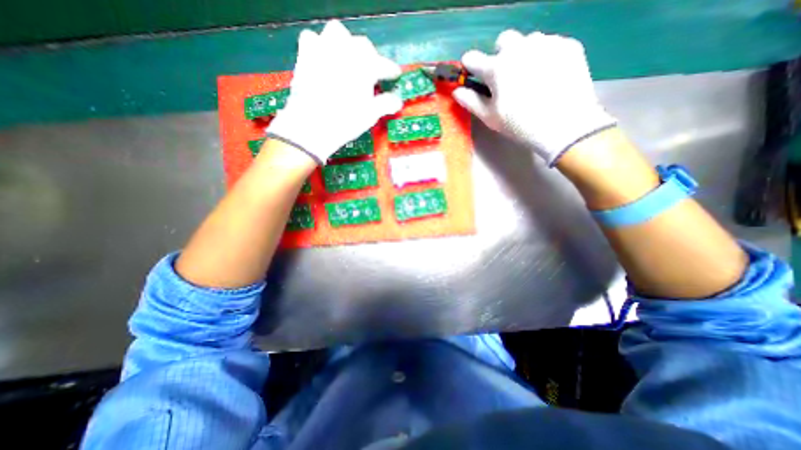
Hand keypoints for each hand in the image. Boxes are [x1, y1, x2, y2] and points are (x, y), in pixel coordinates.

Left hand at [267, 19, 404, 165]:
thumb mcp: (370, 115)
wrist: (312, 126)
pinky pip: (313, 39)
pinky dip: (320, 46)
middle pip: (363, 46)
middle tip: (370, 73)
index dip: (391, 70)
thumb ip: (386, 104)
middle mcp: (346, 51)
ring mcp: (324, 49)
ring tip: (347, 60)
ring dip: (346, 44)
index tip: (395, 75)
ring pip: (338, 33)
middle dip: (370, 57)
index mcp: (365, 66)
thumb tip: (398, 101)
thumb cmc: (346, 121)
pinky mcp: (306, 54)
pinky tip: (323, 59)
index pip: (383, 65)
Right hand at [452, 29, 614, 166]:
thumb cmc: (520, 125)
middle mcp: (519, 48)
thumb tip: (457, 91)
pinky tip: (549, 77)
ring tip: (530, 77)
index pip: (472, 58)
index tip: (473, 74)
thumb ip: (471, 101)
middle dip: (500, 55)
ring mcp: (545, 43)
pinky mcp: (567, 45)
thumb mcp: (490, 117)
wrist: (564, 125)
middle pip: (503, 41)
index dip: (470, 66)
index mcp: (496, 68)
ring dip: (523, 55)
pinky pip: (549, 45)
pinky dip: (544, 57)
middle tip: (506, 77)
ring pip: (528, 41)